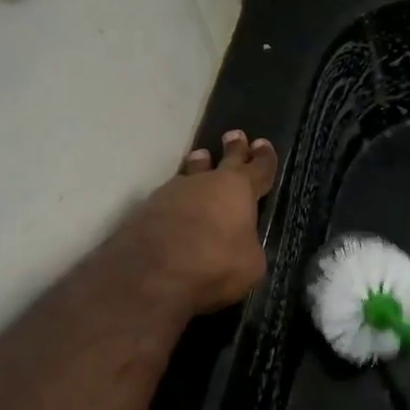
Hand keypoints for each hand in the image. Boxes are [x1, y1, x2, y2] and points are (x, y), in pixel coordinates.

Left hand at [121, 131, 278, 315]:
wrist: (152, 274)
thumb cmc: (216, 263)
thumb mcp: (251, 264)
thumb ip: (249, 247)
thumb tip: (243, 244)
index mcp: (239, 189)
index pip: (259, 167)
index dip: (263, 158)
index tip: (262, 144)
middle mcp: (206, 182)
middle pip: (224, 160)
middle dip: (233, 148)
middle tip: (234, 135)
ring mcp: (173, 192)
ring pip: (191, 173)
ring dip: (198, 167)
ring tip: (199, 158)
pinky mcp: (146, 209)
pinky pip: (169, 198)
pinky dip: (177, 200)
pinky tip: (175, 206)